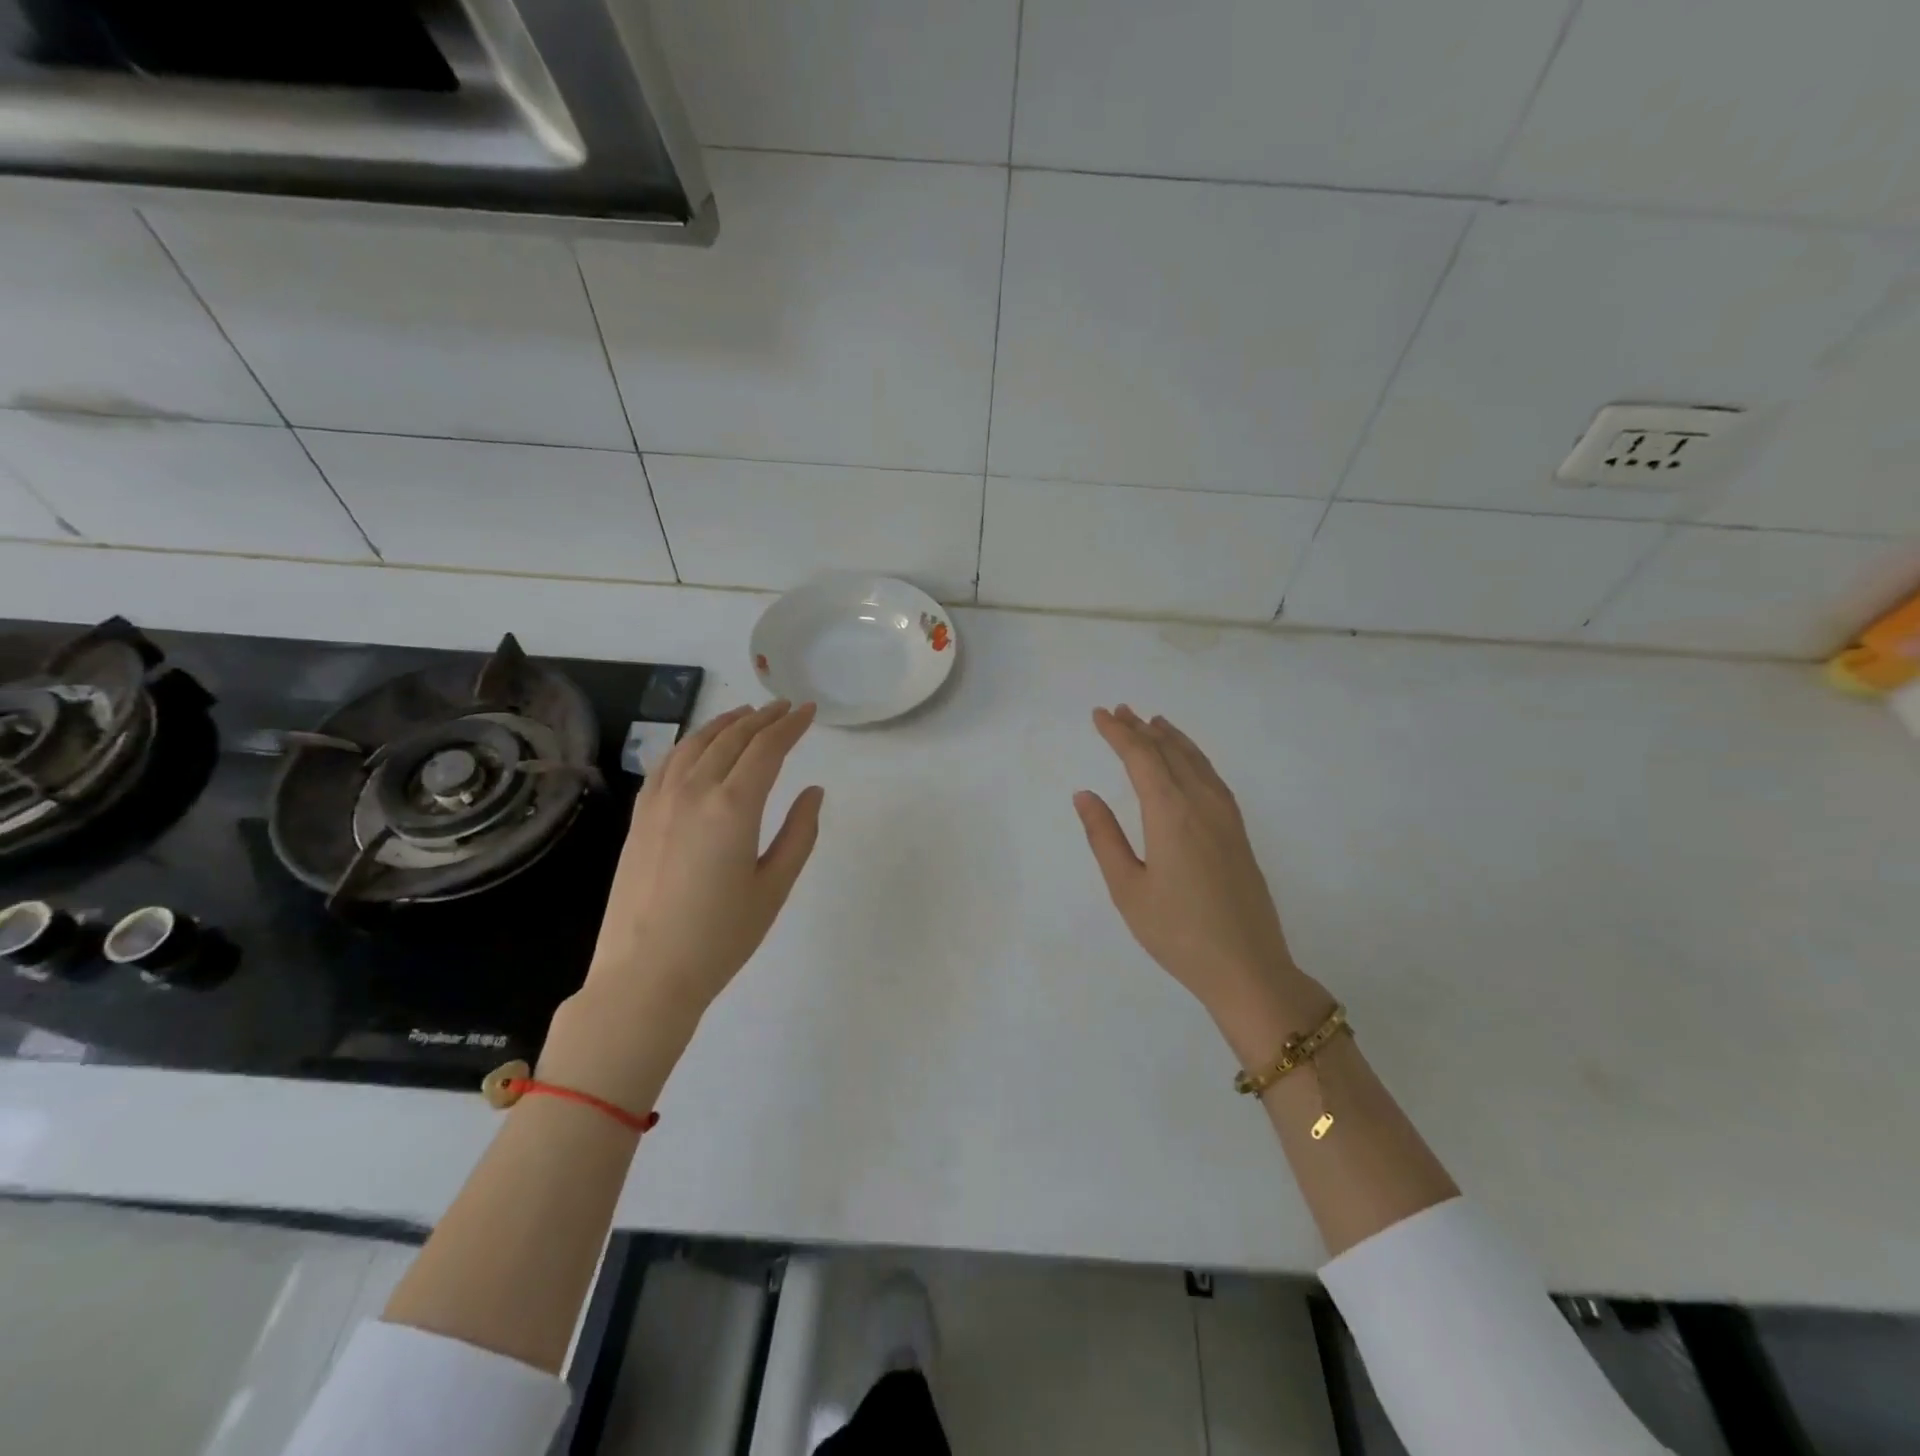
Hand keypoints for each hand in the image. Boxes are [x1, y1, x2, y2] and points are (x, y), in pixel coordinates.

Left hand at [585, 700, 824, 1016]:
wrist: (645, 975)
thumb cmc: (720, 937)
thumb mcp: (774, 887)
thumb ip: (799, 834)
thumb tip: (813, 792)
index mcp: (733, 807)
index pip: (767, 749)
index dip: (791, 726)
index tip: (809, 711)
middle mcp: (694, 792)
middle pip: (732, 739)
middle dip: (762, 718)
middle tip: (785, 707)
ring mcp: (660, 802)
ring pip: (695, 744)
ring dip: (725, 724)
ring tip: (746, 714)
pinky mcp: (640, 818)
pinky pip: (666, 764)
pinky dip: (689, 744)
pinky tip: (698, 746)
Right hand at [1074, 706, 1327, 1056]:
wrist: (1247, 968)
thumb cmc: (1177, 933)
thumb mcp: (1128, 889)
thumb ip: (1104, 837)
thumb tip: (1084, 794)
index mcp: (1170, 813)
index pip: (1141, 758)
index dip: (1118, 733)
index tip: (1099, 715)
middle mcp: (1201, 803)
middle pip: (1169, 752)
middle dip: (1140, 729)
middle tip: (1118, 710)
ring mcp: (1226, 816)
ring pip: (1196, 761)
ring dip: (1171, 738)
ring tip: (1153, 722)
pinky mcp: (1238, 832)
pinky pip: (1212, 777)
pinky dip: (1194, 757)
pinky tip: (1189, 761)